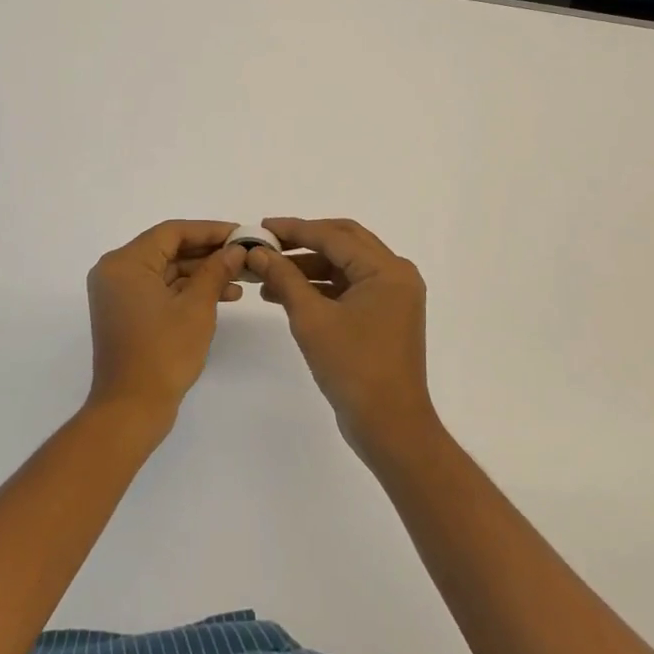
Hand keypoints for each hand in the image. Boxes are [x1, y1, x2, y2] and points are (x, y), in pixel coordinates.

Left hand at [85, 220, 245, 427]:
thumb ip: (216, 271)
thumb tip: (236, 249)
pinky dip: (187, 291)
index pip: (172, 232)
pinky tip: (222, 296)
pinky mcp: (126, 313)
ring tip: (241, 279)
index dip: (210, 230)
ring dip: (202, 273)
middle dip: (208, 253)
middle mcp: (116, 271)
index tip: (241, 234)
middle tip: (244, 255)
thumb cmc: (163, 353)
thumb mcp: (197, 307)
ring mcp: (119, 294)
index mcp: (125, 262)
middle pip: (168, 249)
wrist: (131, 409)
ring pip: (166, 270)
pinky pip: (160, 290)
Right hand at [248, 218, 433, 457]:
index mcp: (386, 270)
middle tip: (267, 243)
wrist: (390, 426)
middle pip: (343, 242)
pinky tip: (287, 295)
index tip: (261, 227)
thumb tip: (257, 252)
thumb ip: (284, 278)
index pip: (334, 236)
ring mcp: (392, 296)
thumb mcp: (311, 318)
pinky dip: (320, 287)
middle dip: (302, 242)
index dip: (294, 229)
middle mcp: (395, 275)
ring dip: (308, 267)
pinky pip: (348, 288)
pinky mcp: (384, 315)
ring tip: (267, 276)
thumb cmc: (353, 367)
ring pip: (344, 266)